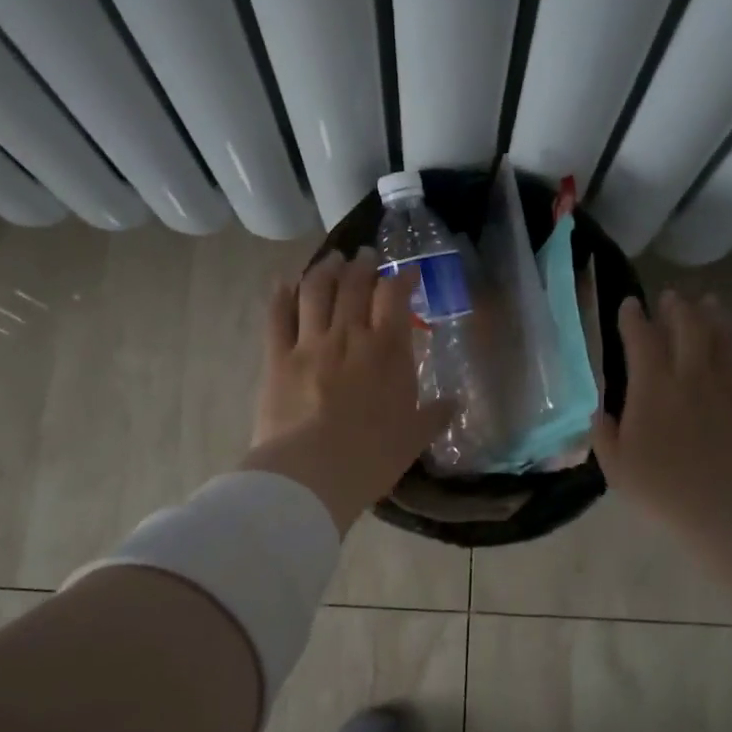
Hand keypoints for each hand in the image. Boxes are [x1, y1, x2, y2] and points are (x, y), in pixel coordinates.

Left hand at [243, 250, 452, 530]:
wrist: (311, 475)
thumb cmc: (370, 458)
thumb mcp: (413, 439)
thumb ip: (434, 416)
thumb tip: (454, 403)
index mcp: (387, 352)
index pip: (395, 298)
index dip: (402, 278)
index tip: (407, 273)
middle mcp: (349, 336)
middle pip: (354, 285)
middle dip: (363, 265)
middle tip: (366, 256)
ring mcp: (309, 344)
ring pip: (316, 291)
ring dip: (325, 269)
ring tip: (332, 260)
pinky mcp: (277, 358)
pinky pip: (277, 316)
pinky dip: (281, 295)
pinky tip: (284, 283)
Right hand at [592, 291, 731, 562]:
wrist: (731, 514)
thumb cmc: (665, 493)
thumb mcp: (617, 469)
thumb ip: (604, 434)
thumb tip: (600, 411)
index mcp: (654, 387)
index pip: (641, 337)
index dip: (633, 317)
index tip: (630, 305)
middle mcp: (693, 375)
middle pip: (688, 324)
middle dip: (677, 306)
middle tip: (672, 298)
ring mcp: (731, 385)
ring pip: (725, 336)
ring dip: (714, 316)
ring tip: (709, 305)